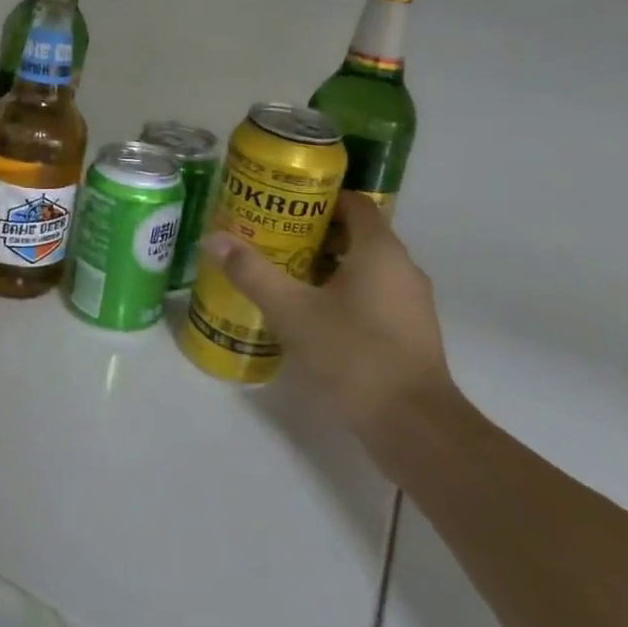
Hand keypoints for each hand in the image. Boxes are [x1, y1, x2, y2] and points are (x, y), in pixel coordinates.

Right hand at [201, 193, 452, 441]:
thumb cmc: (353, 355)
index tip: (283, 207)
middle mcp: (403, 268)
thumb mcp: (292, 312)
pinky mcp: (411, 333)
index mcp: (379, 250)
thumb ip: (252, 273)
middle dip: (316, 234)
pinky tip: (313, 316)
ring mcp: (412, 303)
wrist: (414, 427)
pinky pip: (375, 296)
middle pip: (358, 235)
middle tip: (273, 241)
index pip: (355, 203)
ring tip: (286, 276)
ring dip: (329, 267)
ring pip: (366, 268)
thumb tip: (213, 239)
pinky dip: (345, 294)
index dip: (320, 199)